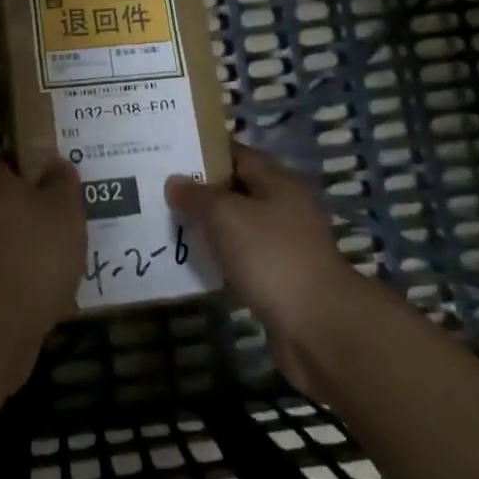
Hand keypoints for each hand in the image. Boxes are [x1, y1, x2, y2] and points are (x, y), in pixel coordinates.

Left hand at [0, 156, 86, 375]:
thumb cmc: (35, 253)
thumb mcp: (65, 210)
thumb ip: (62, 183)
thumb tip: (56, 164)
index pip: (6, 162)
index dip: (29, 166)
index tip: (53, 178)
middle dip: (23, 208)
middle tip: (57, 218)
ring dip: (19, 244)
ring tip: (56, 257)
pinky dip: (14, 275)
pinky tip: (42, 288)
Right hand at [165, 145, 352, 390]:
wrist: (318, 325)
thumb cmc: (271, 256)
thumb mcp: (225, 216)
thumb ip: (197, 196)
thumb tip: (175, 181)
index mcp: (278, 181)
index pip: (237, 154)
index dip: (204, 152)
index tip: (170, 155)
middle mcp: (285, 207)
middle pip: (237, 190)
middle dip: (202, 192)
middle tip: (160, 192)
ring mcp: (286, 245)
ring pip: (239, 227)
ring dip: (210, 228)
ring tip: (170, 226)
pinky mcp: (281, 279)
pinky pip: (243, 259)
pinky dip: (221, 259)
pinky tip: (195, 263)